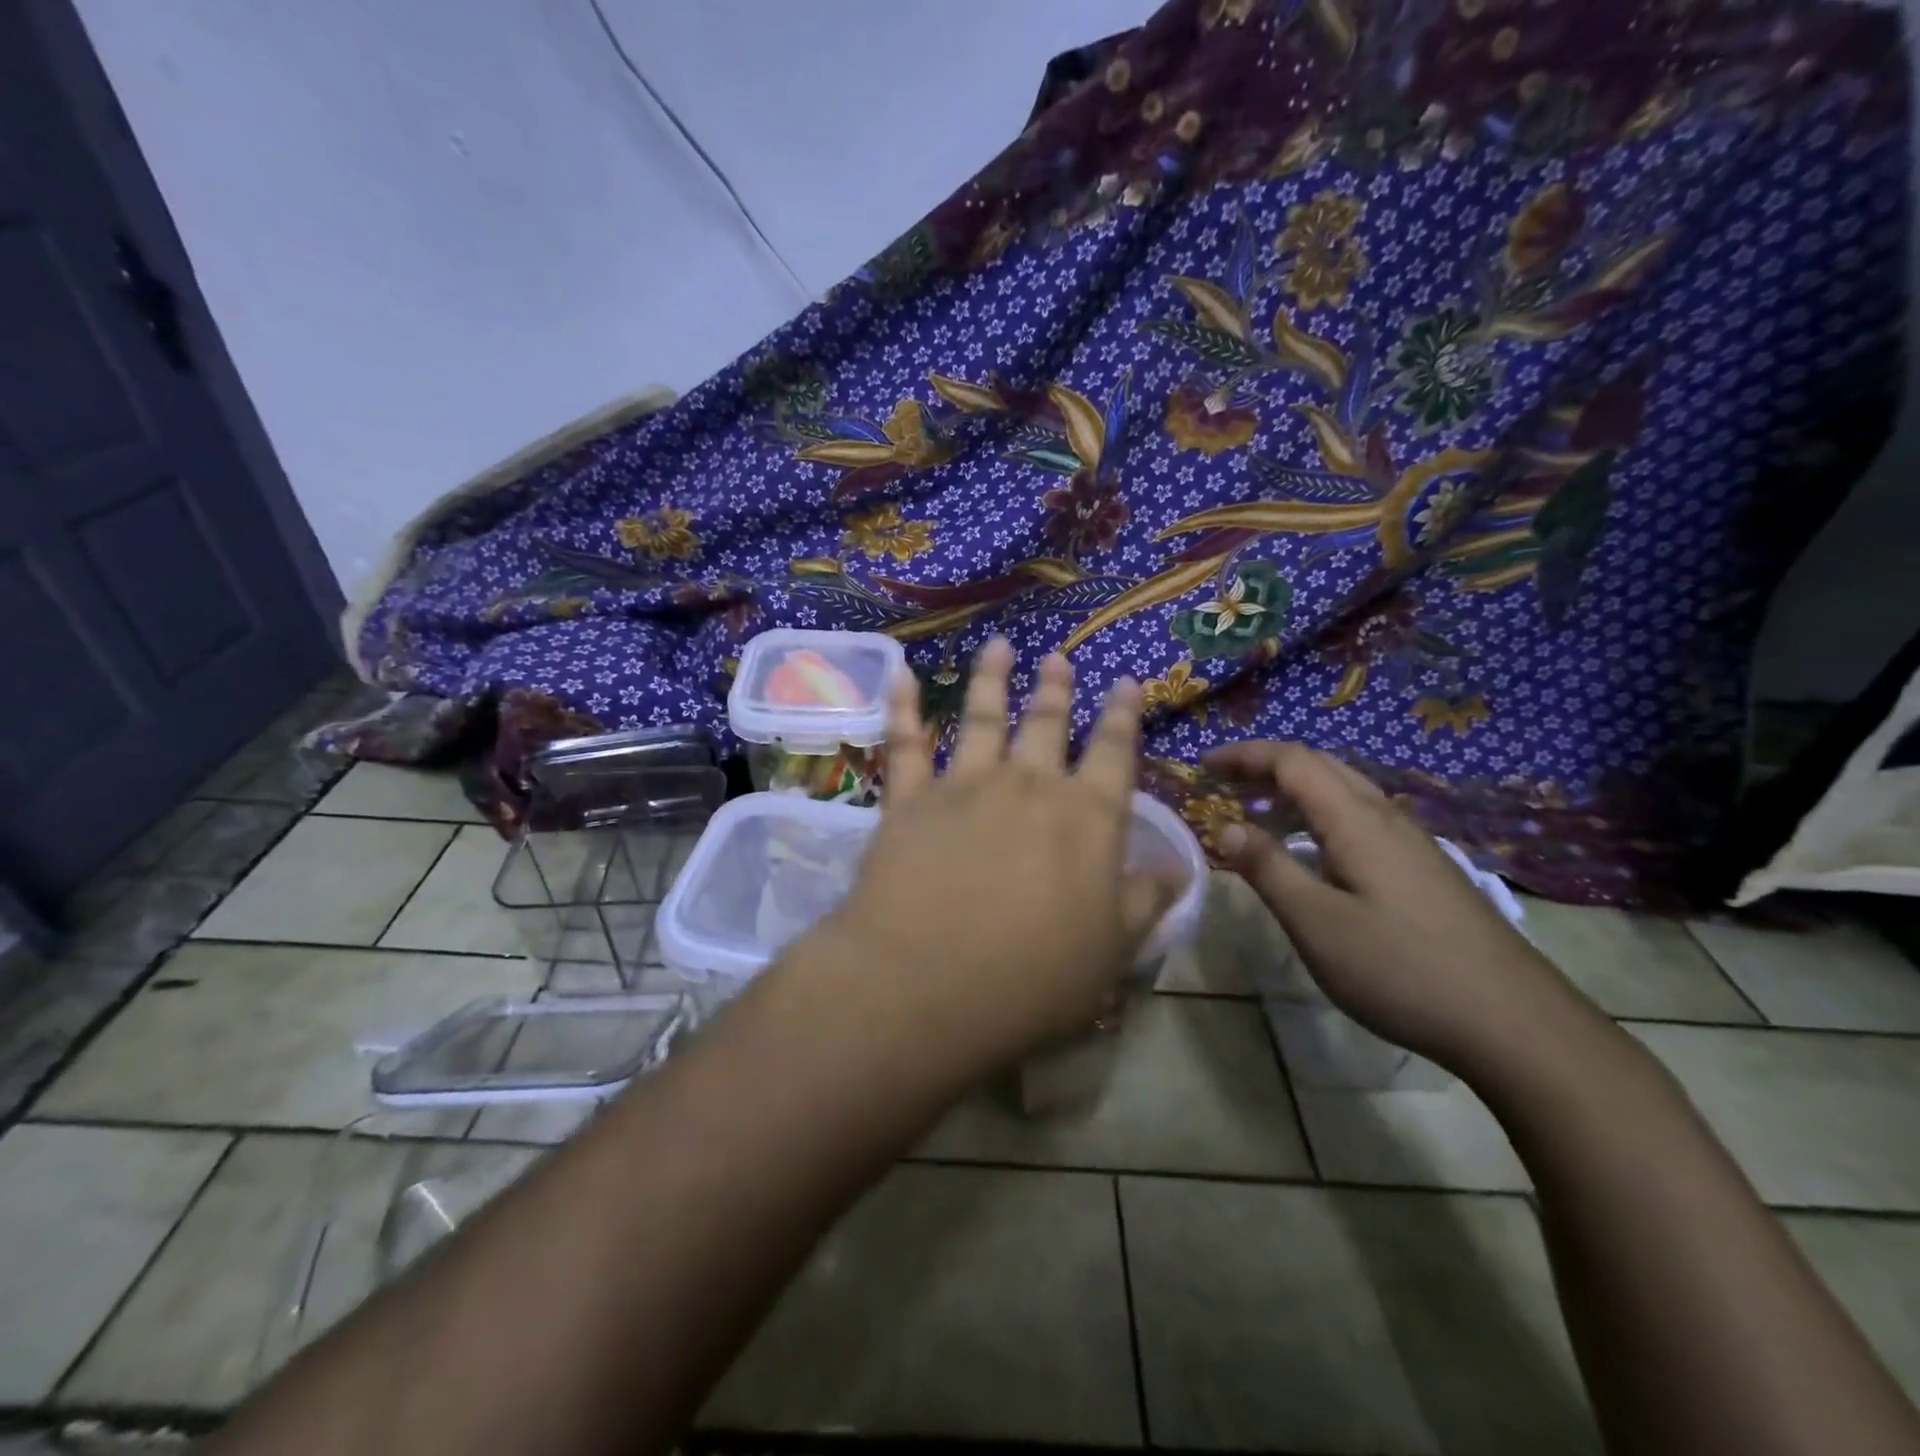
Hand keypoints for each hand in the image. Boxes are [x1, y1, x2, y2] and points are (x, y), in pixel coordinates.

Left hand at [826, 639, 1178, 1069]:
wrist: (928, 983)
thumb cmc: (1032, 978)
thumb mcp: (1111, 952)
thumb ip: (1145, 902)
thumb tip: (1178, 869)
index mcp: (1087, 818)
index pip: (1116, 754)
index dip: (1124, 717)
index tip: (1128, 683)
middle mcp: (1030, 786)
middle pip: (1048, 724)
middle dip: (1057, 689)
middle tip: (1060, 658)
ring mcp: (966, 785)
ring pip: (984, 717)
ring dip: (993, 678)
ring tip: (999, 646)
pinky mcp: (910, 799)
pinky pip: (905, 742)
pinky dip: (904, 706)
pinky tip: (903, 674)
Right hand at [1204, 741, 1591, 1072]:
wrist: (1515, 1023)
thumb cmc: (1401, 968)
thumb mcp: (1316, 922)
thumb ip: (1268, 869)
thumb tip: (1226, 827)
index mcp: (1356, 821)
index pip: (1293, 761)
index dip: (1245, 755)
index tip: (1203, 765)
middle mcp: (1387, 818)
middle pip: (1322, 766)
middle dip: (1268, 765)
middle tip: (1225, 782)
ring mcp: (1413, 843)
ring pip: (1346, 791)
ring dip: (1297, 788)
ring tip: (1260, 810)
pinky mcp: (1426, 870)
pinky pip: (1363, 818)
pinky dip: (1322, 813)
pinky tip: (1316, 850)